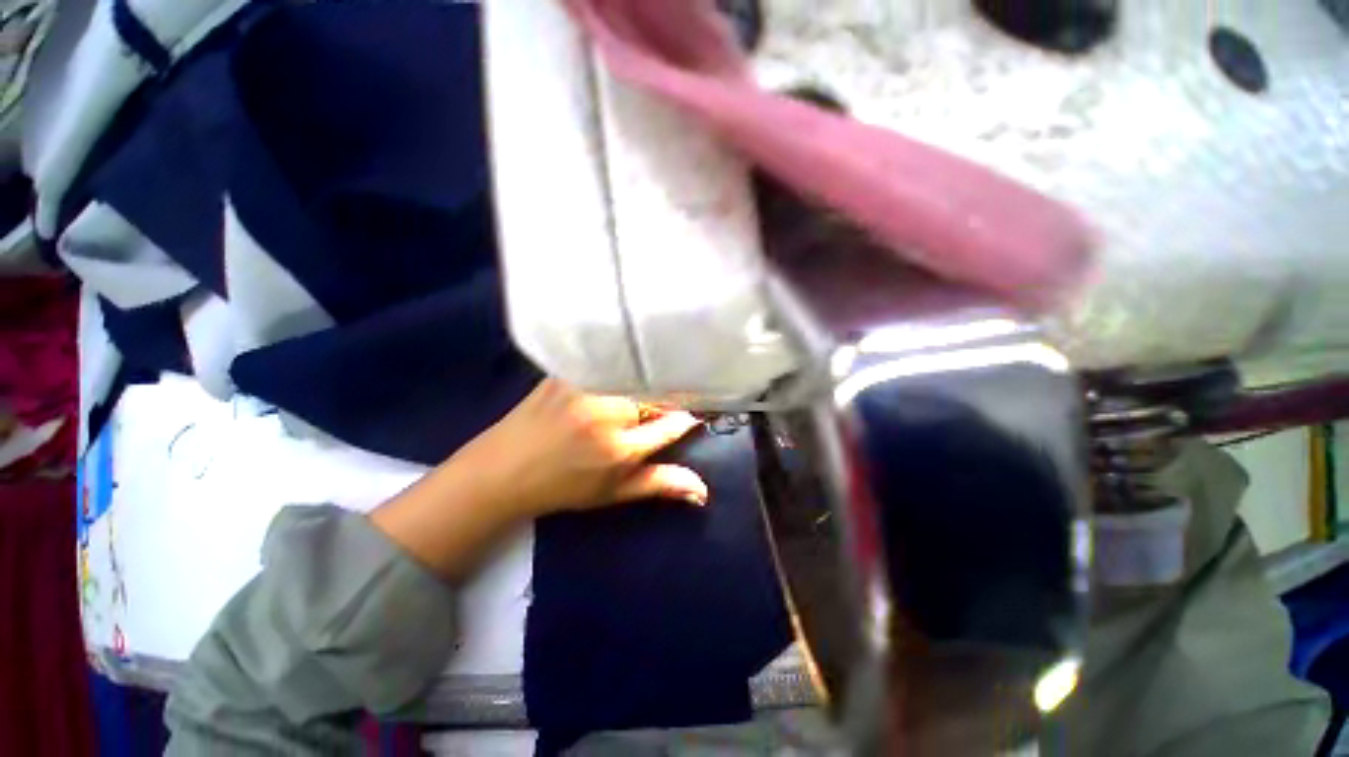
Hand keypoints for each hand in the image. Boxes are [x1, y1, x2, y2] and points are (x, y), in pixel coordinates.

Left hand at [459, 379, 708, 516]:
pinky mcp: (565, 372)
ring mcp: (583, 388)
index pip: (671, 424)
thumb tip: (703, 490)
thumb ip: (658, 485)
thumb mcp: (612, 493)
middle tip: (667, 405)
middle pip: (656, 393)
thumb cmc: (561, 488)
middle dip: (667, 398)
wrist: (504, 469)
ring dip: (644, 381)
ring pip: (632, 375)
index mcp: (620, 449)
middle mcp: (606, 412)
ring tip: (644, 390)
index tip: (692, 415)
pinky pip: (604, 363)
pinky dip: (615, 369)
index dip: (687, 418)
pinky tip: (617, 375)